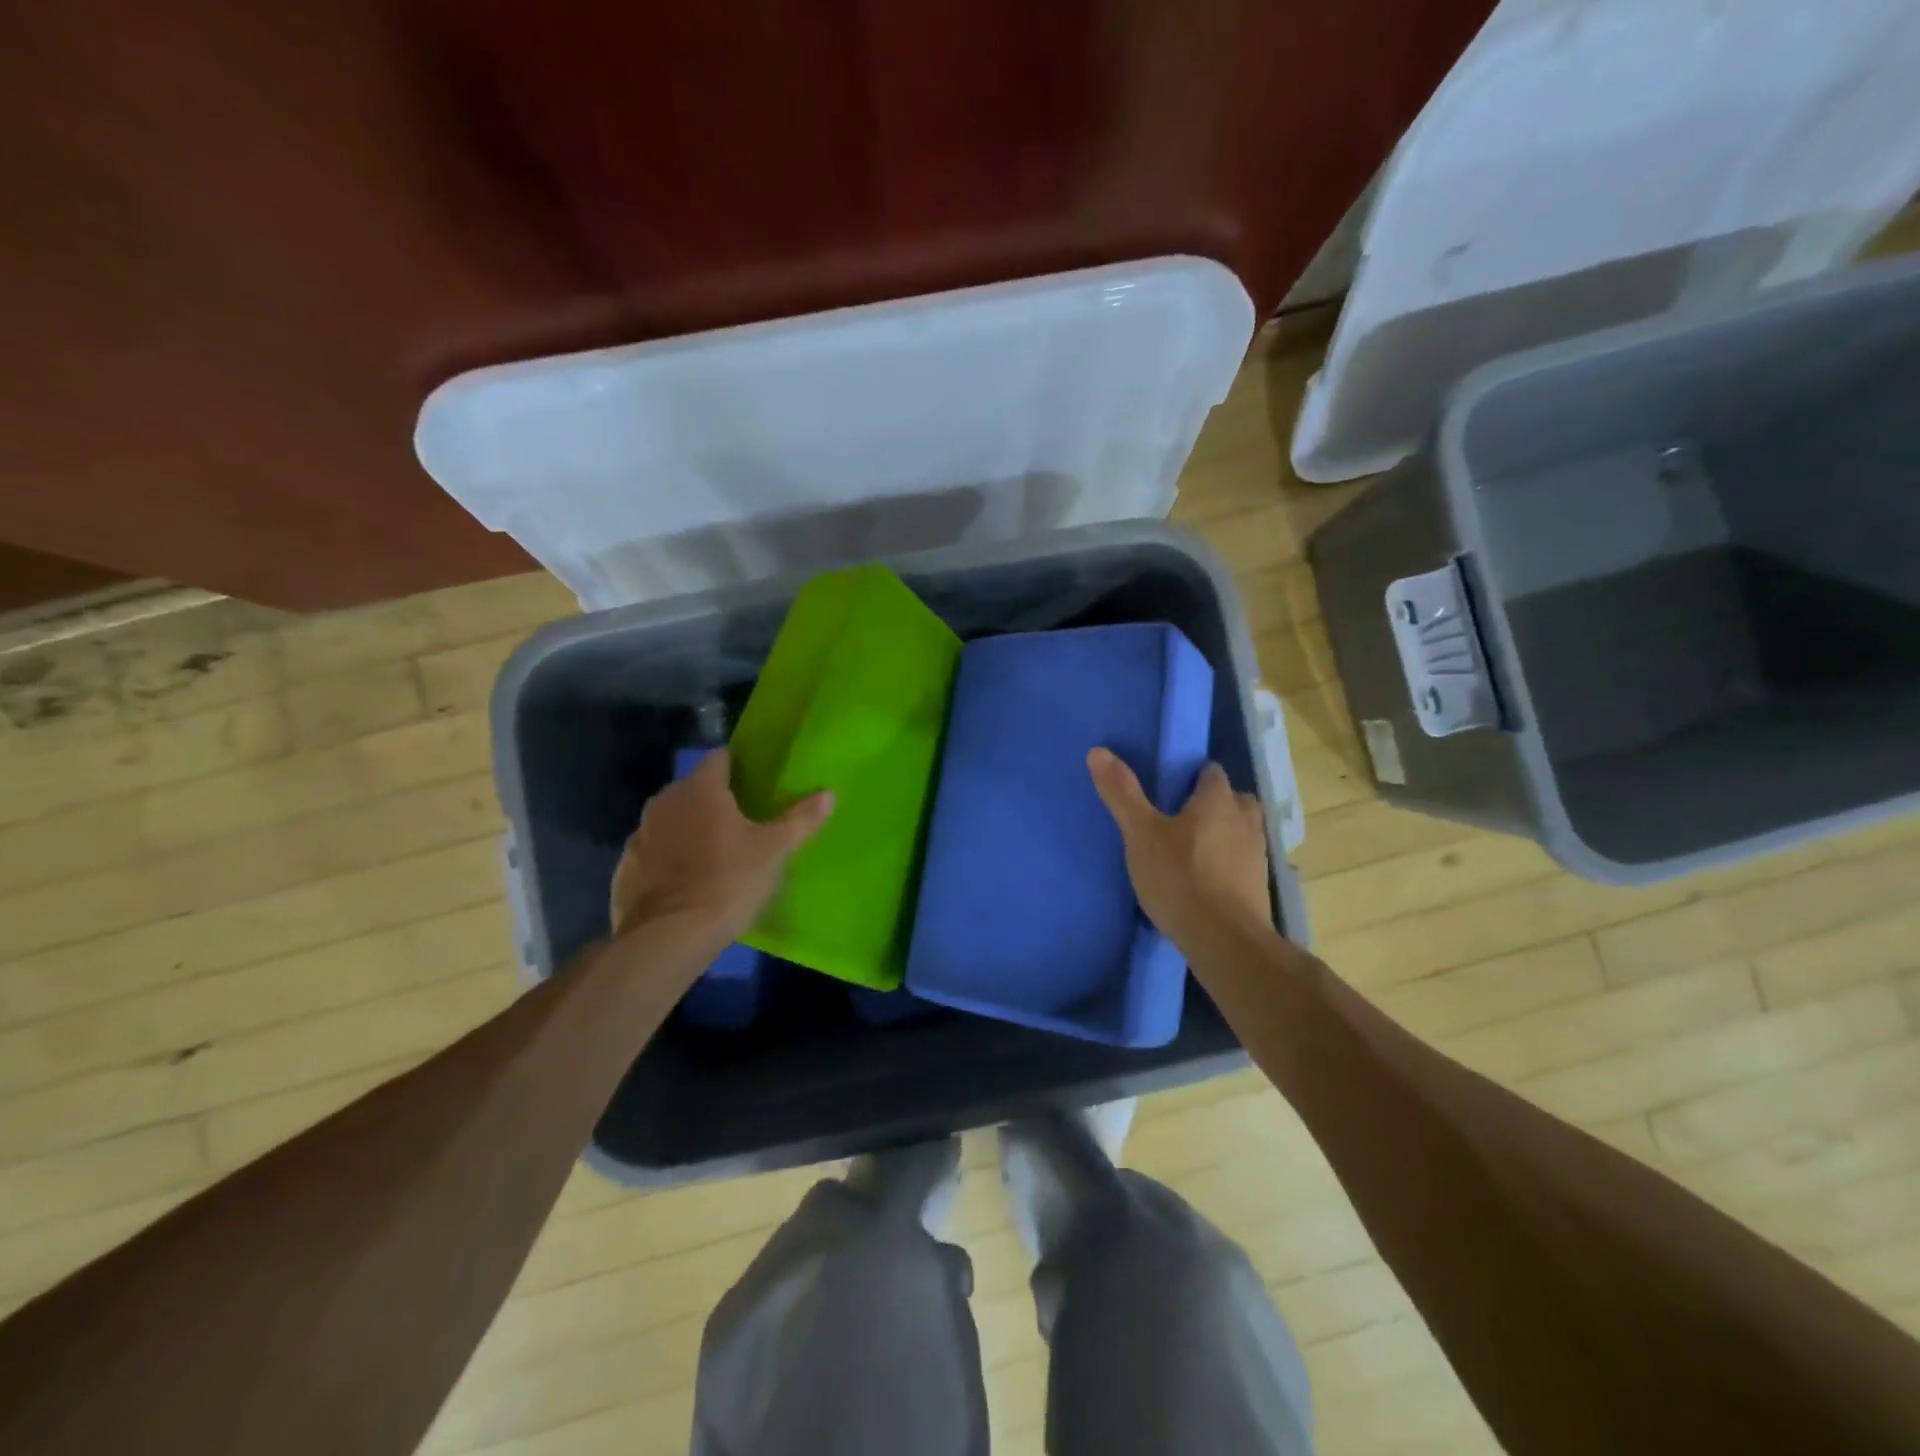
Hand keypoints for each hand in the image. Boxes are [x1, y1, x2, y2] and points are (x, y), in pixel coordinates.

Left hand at [608, 748, 831, 944]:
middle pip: (694, 788)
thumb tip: (828, 793)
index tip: (756, 784)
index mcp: (701, 789)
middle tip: (742, 822)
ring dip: (689, 829)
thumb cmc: (728, 881)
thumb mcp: (775, 851)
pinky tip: (686, 882)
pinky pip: (654, 851)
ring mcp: (640, 834)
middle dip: (715, 800)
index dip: (739, 767)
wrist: (669, 937)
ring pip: (672, 820)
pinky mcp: (625, 867)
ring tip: (714, 854)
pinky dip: (669, 858)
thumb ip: (801, 818)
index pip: (720, 758)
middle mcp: (664, 801)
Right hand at [1088, 747, 1272, 956]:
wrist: (1224, 940)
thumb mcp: (1140, 834)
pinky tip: (1207, 879)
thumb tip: (1097, 750)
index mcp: (1218, 800)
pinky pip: (1244, 862)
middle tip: (1183, 819)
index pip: (1210, 772)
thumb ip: (1121, 793)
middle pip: (1234, 799)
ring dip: (1225, 833)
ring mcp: (1257, 854)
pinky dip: (1229, 863)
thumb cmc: (1180, 878)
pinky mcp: (1259, 886)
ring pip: (1242, 831)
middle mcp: (1245, 820)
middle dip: (1214, 804)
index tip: (1169, 790)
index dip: (1191, 777)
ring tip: (1194, 849)